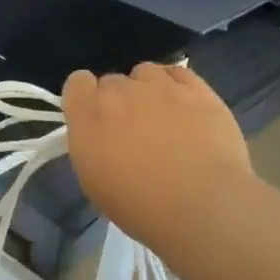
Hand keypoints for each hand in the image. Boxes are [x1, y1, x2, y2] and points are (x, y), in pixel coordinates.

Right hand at [62, 62, 253, 264]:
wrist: (202, 207)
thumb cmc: (140, 206)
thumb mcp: (93, 182)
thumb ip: (88, 144)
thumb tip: (97, 133)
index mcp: (88, 114)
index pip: (77, 83)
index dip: (85, 98)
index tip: (94, 120)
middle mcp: (120, 91)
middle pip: (111, 80)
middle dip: (117, 100)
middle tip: (132, 130)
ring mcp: (160, 86)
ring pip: (145, 72)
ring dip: (147, 90)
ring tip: (161, 117)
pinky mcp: (197, 90)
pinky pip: (178, 73)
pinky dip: (177, 86)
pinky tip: (184, 108)